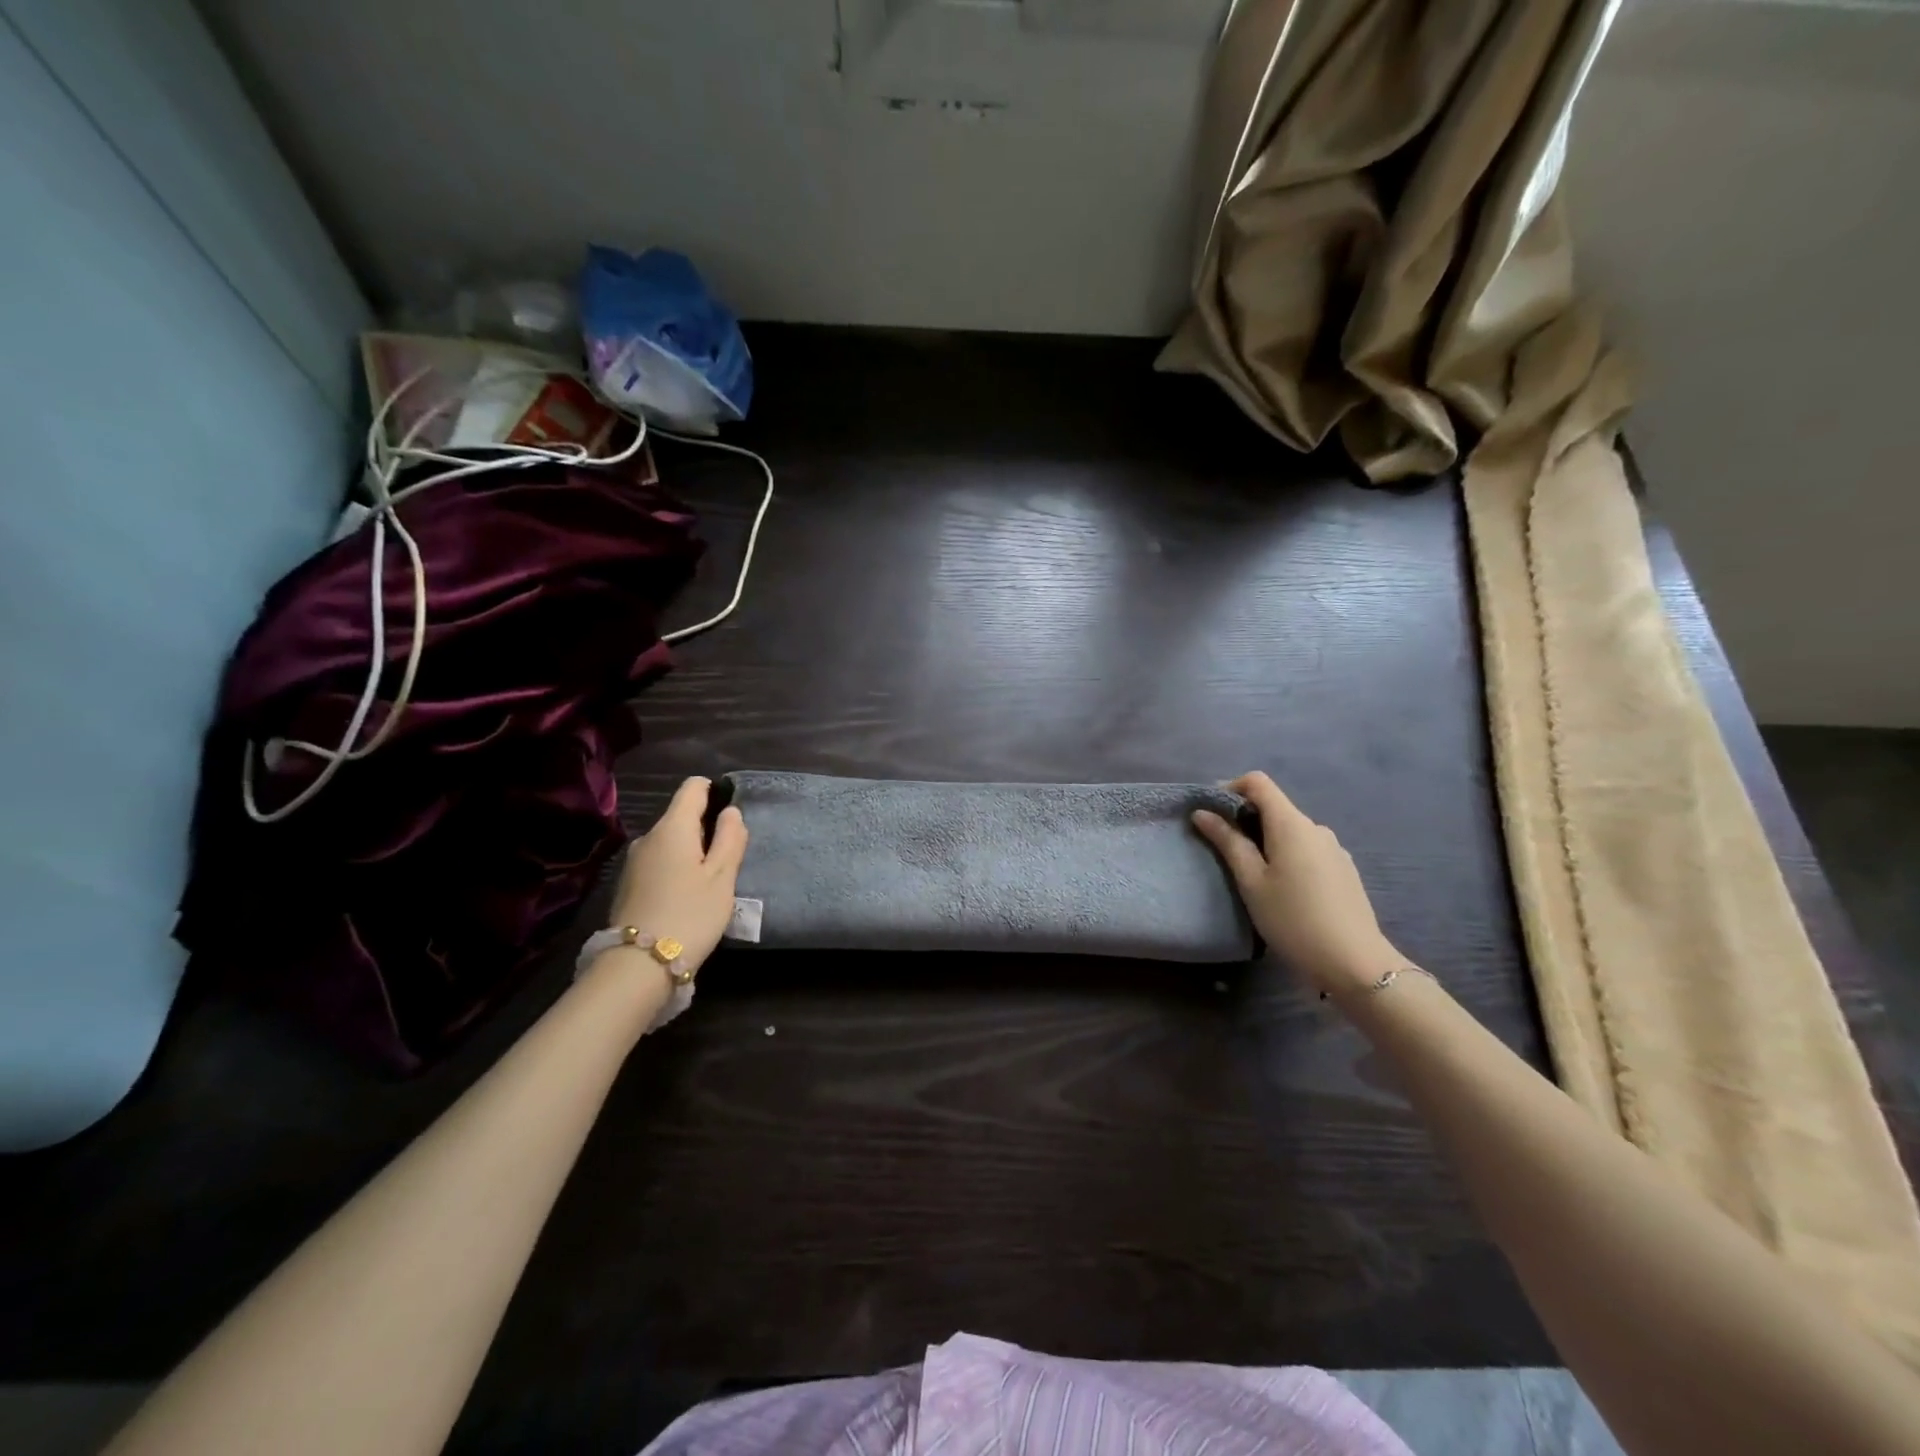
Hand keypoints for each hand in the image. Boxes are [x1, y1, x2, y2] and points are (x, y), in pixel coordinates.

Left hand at [604, 776, 747, 975]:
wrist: (638, 965)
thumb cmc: (690, 914)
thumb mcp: (722, 877)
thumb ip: (730, 839)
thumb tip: (731, 812)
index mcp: (673, 827)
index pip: (693, 788)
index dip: (716, 792)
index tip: (731, 818)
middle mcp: (648, 836)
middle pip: (681, 816)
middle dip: (706, 829)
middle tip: (728, 861)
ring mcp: (634, 861)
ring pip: (670, 842)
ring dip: (691, 852)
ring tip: (709, 883)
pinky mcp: (628, 884)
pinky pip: (658, 862)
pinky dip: (675, 869)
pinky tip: (686, 897)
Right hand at [1193, 771, 1404, 996]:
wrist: (1354, 963)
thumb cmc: (1293, 919)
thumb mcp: (1251, 881)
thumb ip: (1228, 842)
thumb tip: (1203, 813)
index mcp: (1291, 824)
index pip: (1258, 782)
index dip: (1230, 788)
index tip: (1212, 812)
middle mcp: (1316, 828)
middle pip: (1275, 807)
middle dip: (1246, 819)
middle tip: (1222, 849)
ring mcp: (1334, 848)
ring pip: (1291, 831)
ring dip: (1266, 840)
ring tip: (1251, 874)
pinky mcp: (1343, 869)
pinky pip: (1307, 849)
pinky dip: (1287, 855)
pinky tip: (1283, 889)